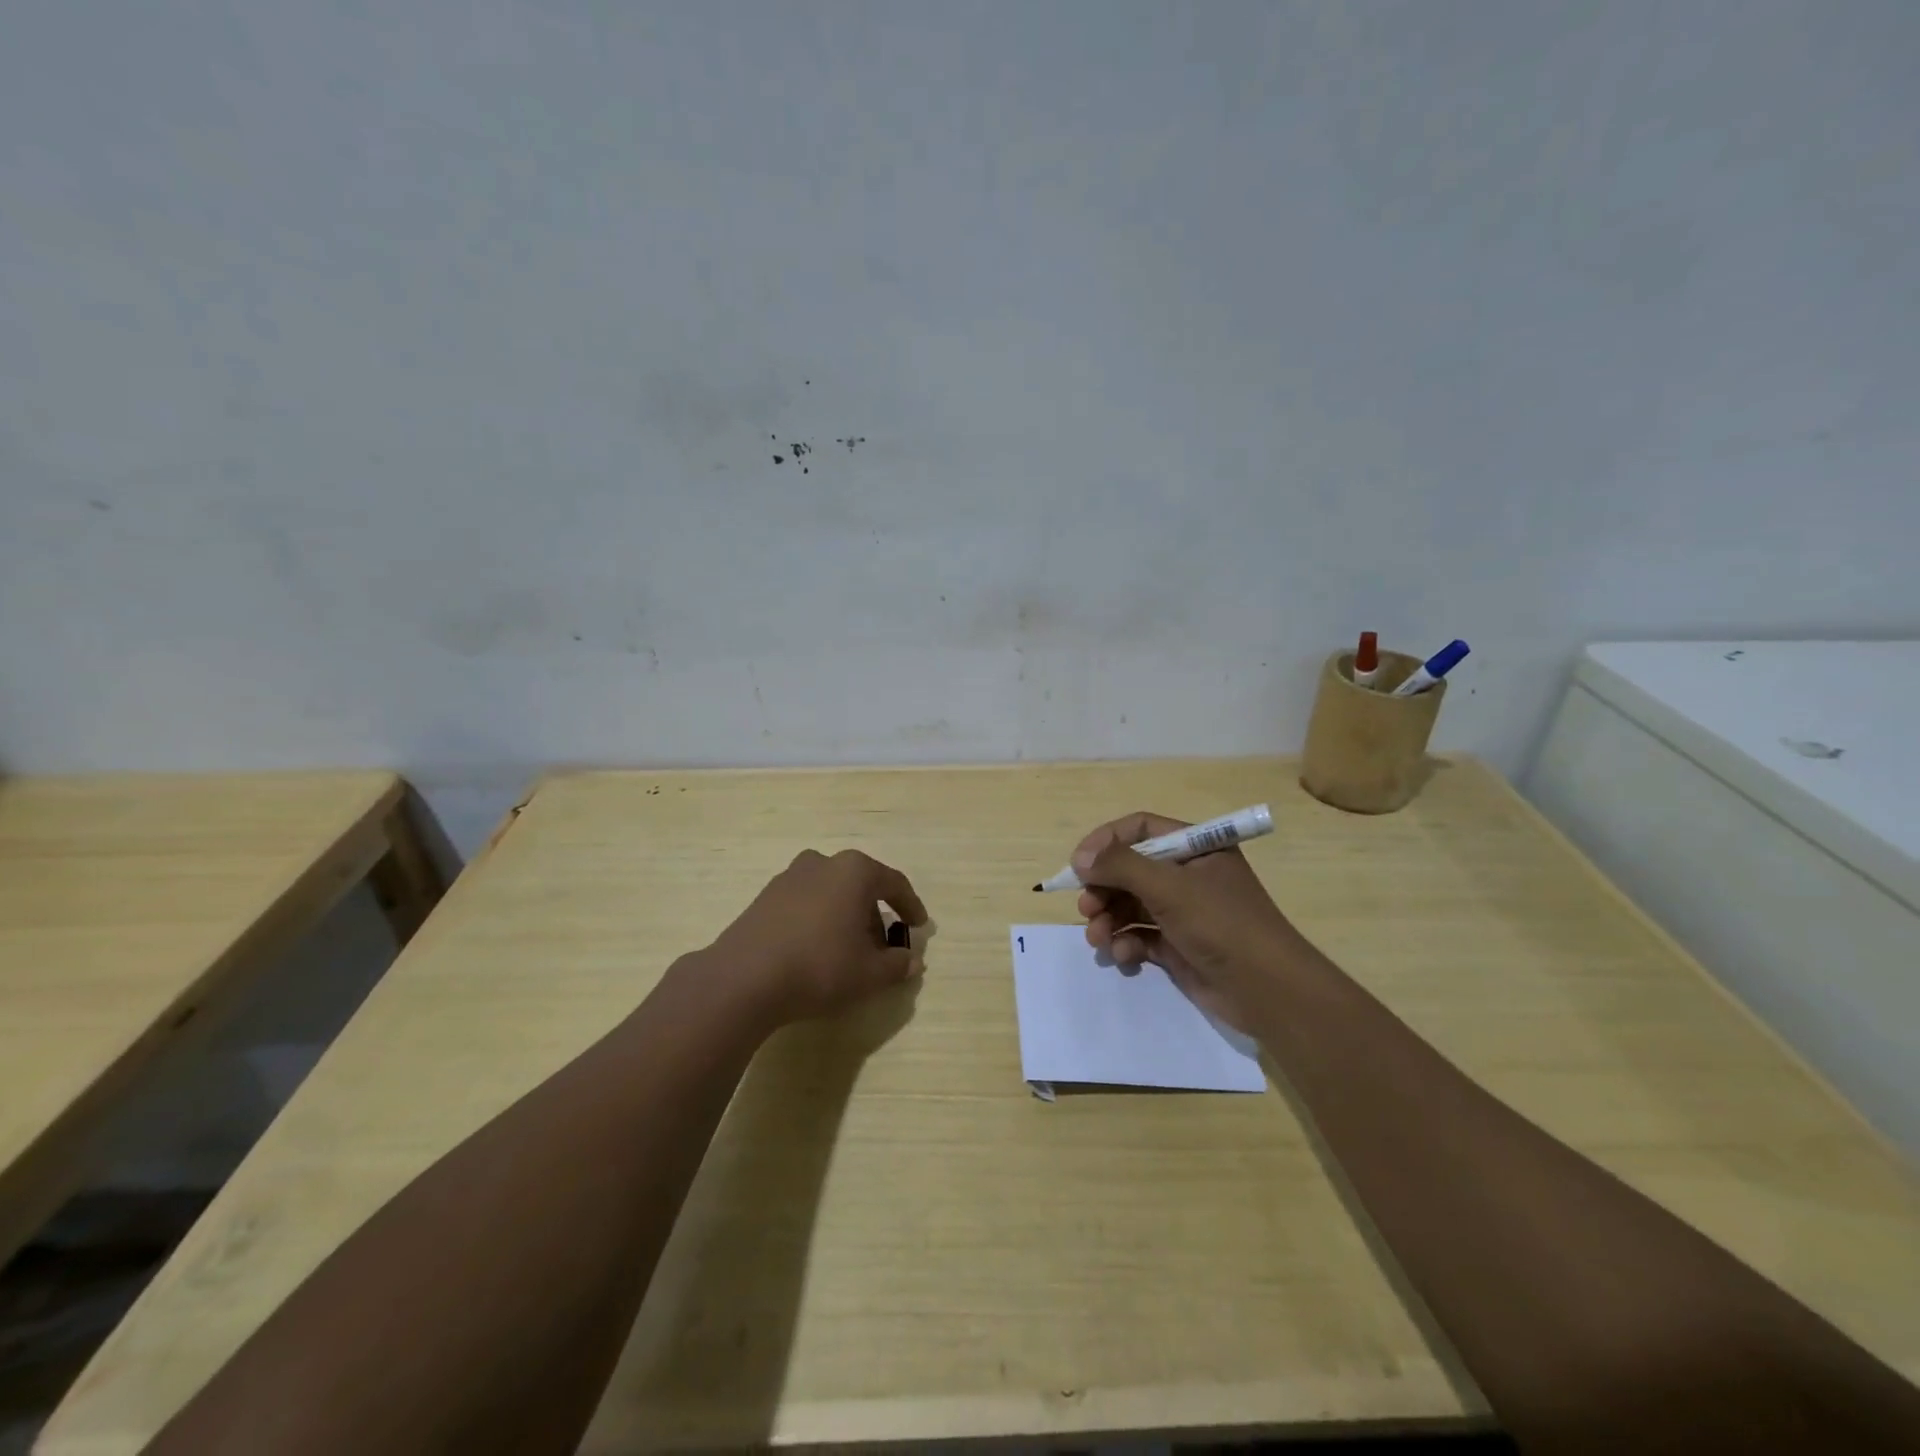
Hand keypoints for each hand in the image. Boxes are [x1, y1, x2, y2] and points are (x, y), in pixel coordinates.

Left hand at [705, 848, 927, 1029]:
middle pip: (860, 886)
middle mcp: (822, 863)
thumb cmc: (820, 966)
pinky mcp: (764, 897)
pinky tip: (815, 951)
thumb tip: (912, 960)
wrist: (743, 978)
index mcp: (854, 870)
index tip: (920, 926)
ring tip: (848, 952)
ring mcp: (789, 877)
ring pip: (831, 893)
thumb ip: (897, 965)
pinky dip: (818, 921)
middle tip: (881, 948)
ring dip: (845, 917)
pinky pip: (805, 904)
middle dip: (875, 915)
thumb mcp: (869, 974)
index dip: (910, 905)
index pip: (894, 883)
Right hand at [1074, 812, 1302, 1032]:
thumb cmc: (1222, 925)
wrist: (1269, 991)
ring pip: (1130, 906)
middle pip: (1130, 870)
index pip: (1140, 830)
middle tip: (1086, 909)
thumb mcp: (1169, 887)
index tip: (1078, 865)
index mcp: (1195, 848)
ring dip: (1109, 920)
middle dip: (1103, 889)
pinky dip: (1126, 944)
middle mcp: (1188, 875)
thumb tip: (1080, 858)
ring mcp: (1183, 912)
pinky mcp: (1178, 945)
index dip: (1105, 843)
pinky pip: (1140, 936)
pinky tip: (1124, 956)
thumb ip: (1121, 866)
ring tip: (1098, 939)